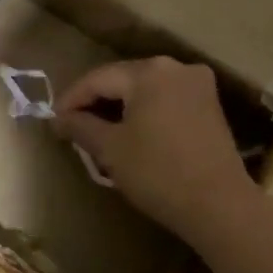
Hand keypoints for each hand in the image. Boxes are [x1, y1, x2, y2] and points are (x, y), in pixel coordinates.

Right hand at [52, 57, 256, 236]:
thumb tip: (59, 118)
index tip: (52, 120)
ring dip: (121, 107)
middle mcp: (175, 67)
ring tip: (98, 130)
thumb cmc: (158, 173)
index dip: (71, 99)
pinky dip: (146, 112)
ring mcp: (198, 84)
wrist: (219, 206)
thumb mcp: (111, 150)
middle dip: (96, 101)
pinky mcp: (210, 105)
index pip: (98, 78)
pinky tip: (131, 132)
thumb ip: (81, 126)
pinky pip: (166, 100)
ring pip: (146, 90)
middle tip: (72, 124)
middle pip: (123, 79)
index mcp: (149, 71)